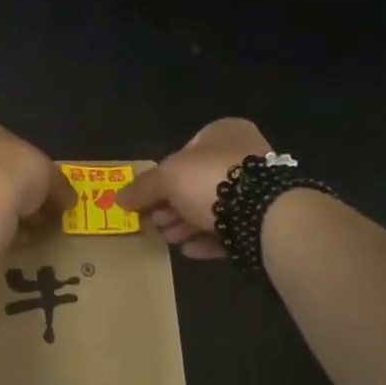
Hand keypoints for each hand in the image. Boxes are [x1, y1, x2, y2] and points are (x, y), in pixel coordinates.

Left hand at [0, 112, 77, 230]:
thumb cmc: (10, 170)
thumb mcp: (47, 173)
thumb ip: (57, 183)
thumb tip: (69, 198)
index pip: (2, 139)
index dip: (27, 164)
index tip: (44, 186)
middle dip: (13, 190)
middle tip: (38, 212)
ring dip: (1, 212)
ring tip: (27, 233)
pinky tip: (7, 243)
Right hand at [117, 117, 271, 259]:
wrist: (265, 213)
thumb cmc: (210, 179)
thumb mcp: (166, 178)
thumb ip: (143, 187)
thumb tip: (118, 198)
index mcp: (223, 133)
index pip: (184, 152)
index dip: (162, 176)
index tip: (147, 199)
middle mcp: (244, 155)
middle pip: (197, 182)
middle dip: (173, 204)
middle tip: (155, 222)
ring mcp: (260, 188)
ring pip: (214, 207)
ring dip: (187, 223)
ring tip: (167, 238)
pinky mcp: (267, 220)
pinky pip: (231, 229)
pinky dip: (208, 238)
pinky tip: (189, 251)